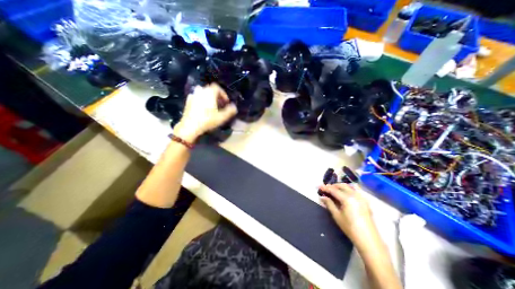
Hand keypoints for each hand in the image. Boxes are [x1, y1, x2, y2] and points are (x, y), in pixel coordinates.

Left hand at [173, 83, 236, 141]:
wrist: (190, 126)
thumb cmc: (207, 120)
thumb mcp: (222, 117)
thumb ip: (230, 111)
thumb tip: (234, 107)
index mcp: (209, 92)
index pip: (218, 88)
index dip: (223, 94)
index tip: (226, 102)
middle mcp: (201, 91)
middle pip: (210, 90)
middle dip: (217, 96)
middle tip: (220, 105)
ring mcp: (193, 95)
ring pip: (203, 93)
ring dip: (209, 98)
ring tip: (212, 106)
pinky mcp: (188, 101)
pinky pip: (197, 97)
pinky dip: (201, 100)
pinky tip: (203, 108)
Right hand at [318, 184, 376, 249]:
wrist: (368, 239)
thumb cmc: (350, 228)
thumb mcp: (337, 215)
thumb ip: (329, 204)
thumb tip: (322, 197)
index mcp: (347, 198)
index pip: (333, 190)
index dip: (325, 188)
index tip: (318, 186)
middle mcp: (355, 195)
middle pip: (342, 186)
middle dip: (333, 186)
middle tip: (325, 189)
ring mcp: (361, 197)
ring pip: (349, 187)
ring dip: (340, 187)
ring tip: (333, 190)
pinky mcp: (365, 201)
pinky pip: (355, 191)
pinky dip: (347, 190)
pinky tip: (344, 194)